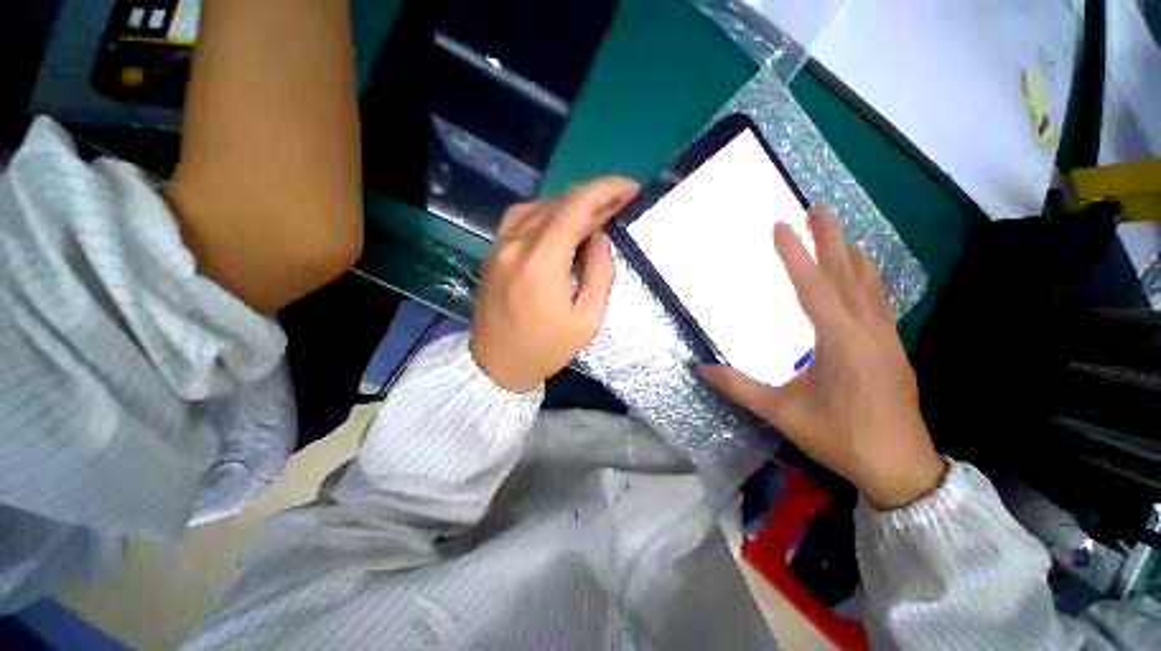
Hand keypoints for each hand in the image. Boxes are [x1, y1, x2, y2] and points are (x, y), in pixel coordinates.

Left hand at [471, 177, 639, 392]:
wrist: (497, 365)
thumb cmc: (546, 348)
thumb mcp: (588, 319)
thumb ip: (599, 272)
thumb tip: (599, 237)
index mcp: (542, 262)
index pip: (577, 206)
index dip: (607, 190)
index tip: (631, 188)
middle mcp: (516, 244)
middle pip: (559, 202)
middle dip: (594, 196)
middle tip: (619, 202)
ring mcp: (499, 245)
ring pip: (540, 205)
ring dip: (571, 204)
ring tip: (594, 215)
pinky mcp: (492, 251)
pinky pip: (520, 216)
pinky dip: (546, 212)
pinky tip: (560, 224)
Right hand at [700, 206, 944, 509]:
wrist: (900, 467)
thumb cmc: (839, 437)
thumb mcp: (782, 413)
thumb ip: (739, 387)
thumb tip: (700, 369)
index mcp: (839, 341)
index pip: (812, 287)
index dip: (794, 255)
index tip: (780, 226)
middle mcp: (866, 330)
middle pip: (846, 274)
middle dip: (830, 238)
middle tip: (818, 208)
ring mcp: (885, 336)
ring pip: (867, 284)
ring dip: (851, 253)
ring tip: (839, 230)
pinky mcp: (892, 346)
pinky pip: (879, 300)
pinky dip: (868, 277)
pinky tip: (863, 271)